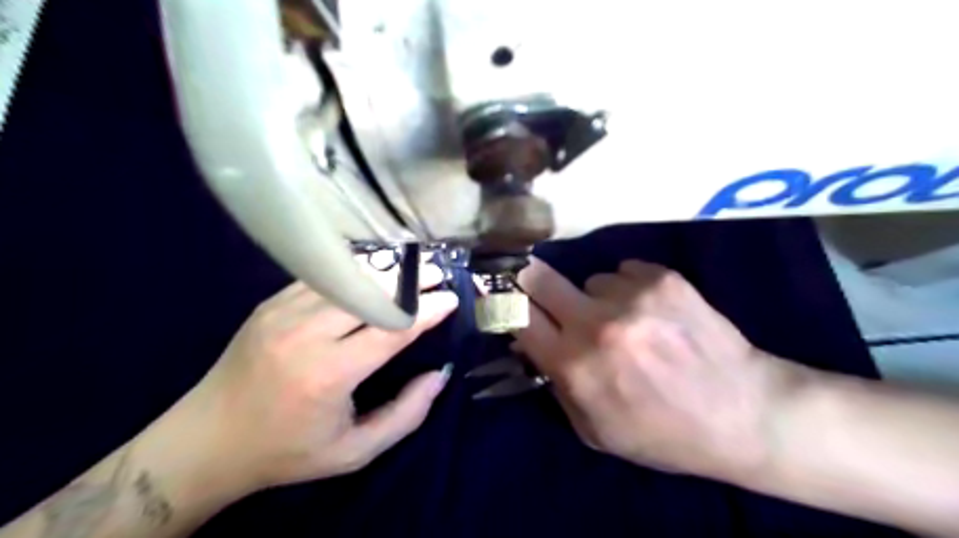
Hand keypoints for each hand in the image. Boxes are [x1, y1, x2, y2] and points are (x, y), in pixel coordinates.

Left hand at [183, 257, 459, 492]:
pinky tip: (373, 273)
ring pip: (347, 277)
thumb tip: (440, 374)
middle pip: (371, 292)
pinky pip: (323, 277)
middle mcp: (305, 334)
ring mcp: (282, 312)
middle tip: (438, 273)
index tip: (451, 298)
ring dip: (385, 271)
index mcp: (328, 373)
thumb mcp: (354, 451)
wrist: (205, 441)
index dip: (426, 310)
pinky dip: (354, 272)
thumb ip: (406, 414)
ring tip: (412, 268)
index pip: (391, 329)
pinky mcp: (270, 303)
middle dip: (411, 280)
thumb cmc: (287, 451)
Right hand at [513, 259, 802, 479]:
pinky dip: (629, 288)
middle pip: (537, 277)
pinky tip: (652, 312)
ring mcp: (632, 295)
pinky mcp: (664, 278)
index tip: (499, 296)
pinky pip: (624, 271)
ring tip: (624, 321)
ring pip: (589, 278)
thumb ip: (554, 383)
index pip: (515, 315)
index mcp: (575, 366)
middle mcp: (597, 324)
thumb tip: (528, 340)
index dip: (502, 303)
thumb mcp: (594, 429)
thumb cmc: (663, 433)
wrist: (745, 413)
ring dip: (595, 297)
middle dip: (529, 281)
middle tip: (540, 290)